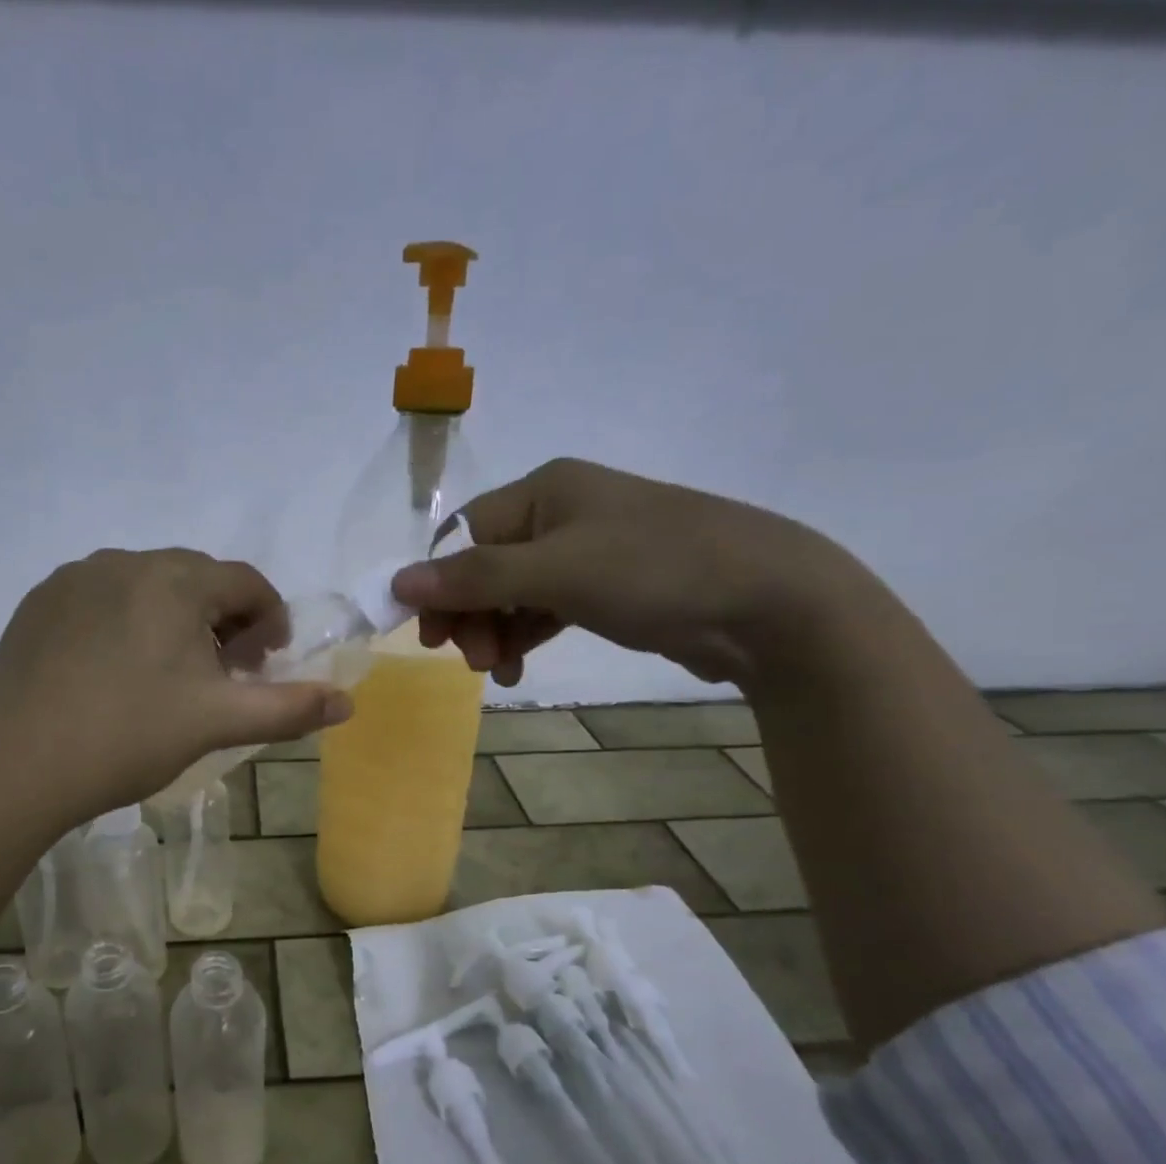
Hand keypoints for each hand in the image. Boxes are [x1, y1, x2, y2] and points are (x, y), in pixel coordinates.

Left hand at [0, 548, 350, 817]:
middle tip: (223, 673)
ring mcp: (74, 579)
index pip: (246, 582)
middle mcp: (124, 562)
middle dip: (224, 620)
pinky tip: (114, 672)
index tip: (266, 663)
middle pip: (197, 580)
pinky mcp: (38, 603)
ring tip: (169, 674)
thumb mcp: (219, 723)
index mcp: (175, 580)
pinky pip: (102, 599)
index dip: (270, 619)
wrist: (17, 765)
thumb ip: (289, 708)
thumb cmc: (129, 737)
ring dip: (174, 619)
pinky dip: (125, 623)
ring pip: (147, 587)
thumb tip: (347, 703)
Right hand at [390, 458, 854, 686]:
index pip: (466, 535)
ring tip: (500, 672)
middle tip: (475, 660)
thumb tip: (397, 582)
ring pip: (513, 592)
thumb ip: (474, 577)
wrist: (768, 602)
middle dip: (472, 614)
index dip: (441, 585)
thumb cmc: (654, 571)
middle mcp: (560, 513)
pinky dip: (525, 635)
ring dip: (496, 631)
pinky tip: (518, 666)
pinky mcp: (606, 589)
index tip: (431, 636)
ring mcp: (586, 552)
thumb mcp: (556, 571)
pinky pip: (544, 609)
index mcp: (545, 490)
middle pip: (485, 566)